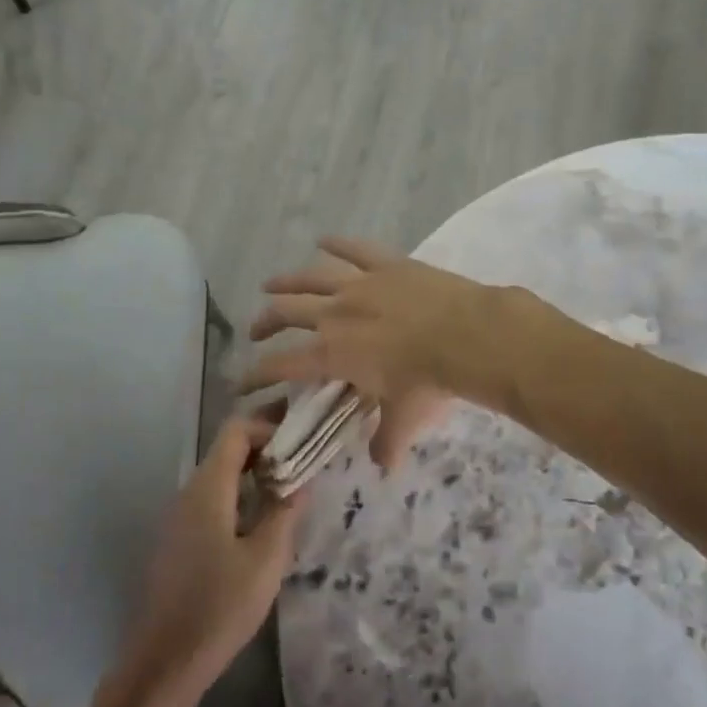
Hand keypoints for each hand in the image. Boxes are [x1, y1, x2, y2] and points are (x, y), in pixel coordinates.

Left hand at [117, 417, 303, 697]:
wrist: (165, 662)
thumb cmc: (220, 606)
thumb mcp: (267, 558)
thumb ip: (285, 510)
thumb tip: (302, 477)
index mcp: (208, 488)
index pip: (236, 430)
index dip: (270, 429)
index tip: (302, 446)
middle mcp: (188, 493)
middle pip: (227, 451)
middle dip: (267, 451)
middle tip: (304, 467)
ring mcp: (178, 517)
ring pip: (219, 477)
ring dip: (254, 476)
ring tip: (290, 495)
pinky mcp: (178, 541)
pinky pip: (211, 502)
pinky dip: (239, 498)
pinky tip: (261, 525)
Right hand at [242, 237, 508, 469]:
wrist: (466, 336)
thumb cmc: (430, 381)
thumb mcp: (405, 419)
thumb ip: (388, 441)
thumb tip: (384, 466)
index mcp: (333, 354)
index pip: (282, 365)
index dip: (257, 374)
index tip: (240, 381)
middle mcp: (335, 315)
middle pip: (287, 314)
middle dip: (265, 322)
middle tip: (254, 329)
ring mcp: (360, 285)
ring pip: (312, 278)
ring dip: (288, 281)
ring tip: (271, 284)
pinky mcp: (387, 265)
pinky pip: (355, 250)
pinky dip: (338, 244)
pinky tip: (323, 240)